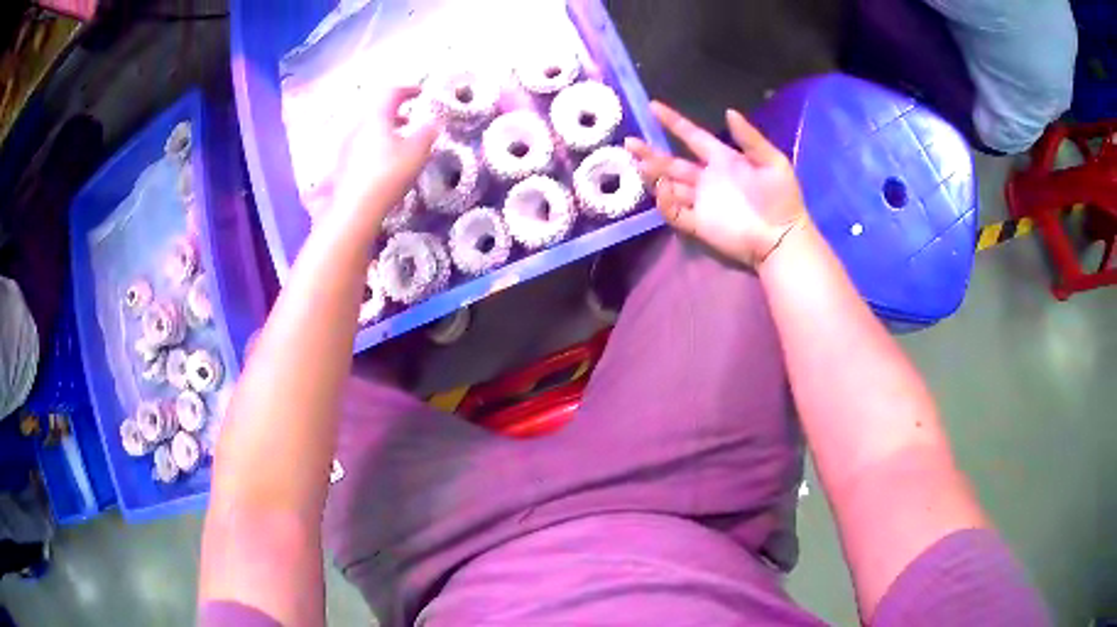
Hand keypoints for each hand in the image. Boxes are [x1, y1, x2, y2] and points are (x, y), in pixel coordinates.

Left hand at [331, 86, 439, 229]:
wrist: (356, 209)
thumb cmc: (389, 174)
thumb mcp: (417, 152)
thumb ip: (428, 133)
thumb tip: (434, 122)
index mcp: (376, 117)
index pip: (391, 92)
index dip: (409, 89)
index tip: (422, 93)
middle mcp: (359, 127)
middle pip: (377, 111)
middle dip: (397, 112)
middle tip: (412, 119)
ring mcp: (348, 147)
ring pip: (369, 129)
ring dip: (386, 130)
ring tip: (402, 141)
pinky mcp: (344, 165)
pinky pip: (363, 146)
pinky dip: (377, 145)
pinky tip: (386, 161)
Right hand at [626, 102, 808, 267]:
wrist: (782, 237)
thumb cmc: (781, 198)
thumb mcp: (772, 161)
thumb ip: (749, 138)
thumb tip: (729, 112)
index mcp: (722, 160)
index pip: (692, 136)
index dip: (673, 122)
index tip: (652, 107)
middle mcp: (706, 178)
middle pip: (672, 162)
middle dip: (651, 153)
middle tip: (630, 143)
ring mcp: (701, 202)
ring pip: (669, 186)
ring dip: (653, 175)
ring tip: (639, 165)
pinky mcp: (698, 225)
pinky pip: (675, 213)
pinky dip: (665, 202)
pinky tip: (662, 190)